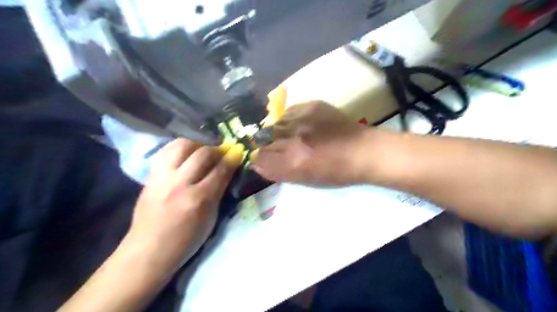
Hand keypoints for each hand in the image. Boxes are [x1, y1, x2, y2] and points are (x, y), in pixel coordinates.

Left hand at [126, 138, 243, 267]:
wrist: (149, 250)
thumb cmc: (186, 240)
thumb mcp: (211, 217)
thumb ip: (219, 191)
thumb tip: (227, 170)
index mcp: (199, 199)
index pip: (220, 170)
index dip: (232, 158)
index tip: (238, 151)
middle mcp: (180, 184)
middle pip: (202, 153)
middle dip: (217, 149)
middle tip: (221, 153)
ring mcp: (162, 178)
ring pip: (181, 145)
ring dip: (197, 145)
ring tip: (202, 151)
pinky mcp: (150, 176)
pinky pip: (166, 151)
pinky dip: (179, 148)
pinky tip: (185, 155)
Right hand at [252, 102, 368, 186]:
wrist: (363, 151)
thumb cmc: (336, 172)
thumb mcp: (305, 180)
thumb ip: (279, 172)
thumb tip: (257, 163)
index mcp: (292, 162)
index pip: (260, 157)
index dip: (260, 158)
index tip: (265, 159)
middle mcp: (293, 139)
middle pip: (264, 139)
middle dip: (267, 145)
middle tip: (280, 148)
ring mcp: (302, 119)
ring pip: (275, 123)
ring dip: (278, 131)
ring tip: (290, 135)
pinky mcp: (312, 106)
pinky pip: (289, 112)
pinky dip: (289, 120)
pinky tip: (299, 125)